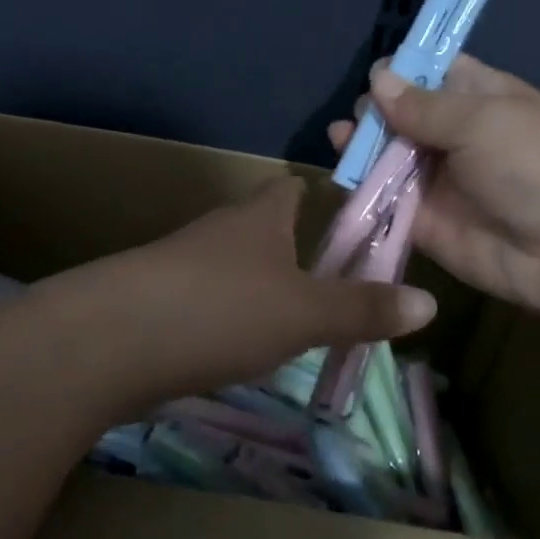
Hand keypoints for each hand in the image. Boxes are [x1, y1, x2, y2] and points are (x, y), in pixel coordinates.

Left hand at [27, 176, 437, 413]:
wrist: (108, 340)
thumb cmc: (220, 310)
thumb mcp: (304, 314)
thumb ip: (363, 309)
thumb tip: (431, 303)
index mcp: (259, 217)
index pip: (293, 188)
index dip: (322, 197)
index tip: (351, 220)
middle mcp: (219, 231)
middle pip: (263, 228)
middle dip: (295, 250)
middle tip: (334, 284)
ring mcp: (180, 264)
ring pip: (232, 267)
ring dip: (259, 287)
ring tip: (293, 322)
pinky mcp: (154, 301)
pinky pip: (203, 301)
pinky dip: (225, 318)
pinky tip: (236, 349)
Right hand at [328, 56, 539, 318]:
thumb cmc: (537, 165)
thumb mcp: (483, 120)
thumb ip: (423, 105)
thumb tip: (377, 77)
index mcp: (478, 97)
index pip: (432, 72)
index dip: (402, 69)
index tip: (374, 74)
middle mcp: (454, 134)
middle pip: (402, 113)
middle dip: (376, 109)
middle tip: (362, 117)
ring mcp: (438, 179)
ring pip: (387, 155)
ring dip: (362, 146)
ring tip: (341, 139)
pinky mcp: (423, 220)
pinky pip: (385, 199)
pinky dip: (362, 188)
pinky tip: (342, 174)